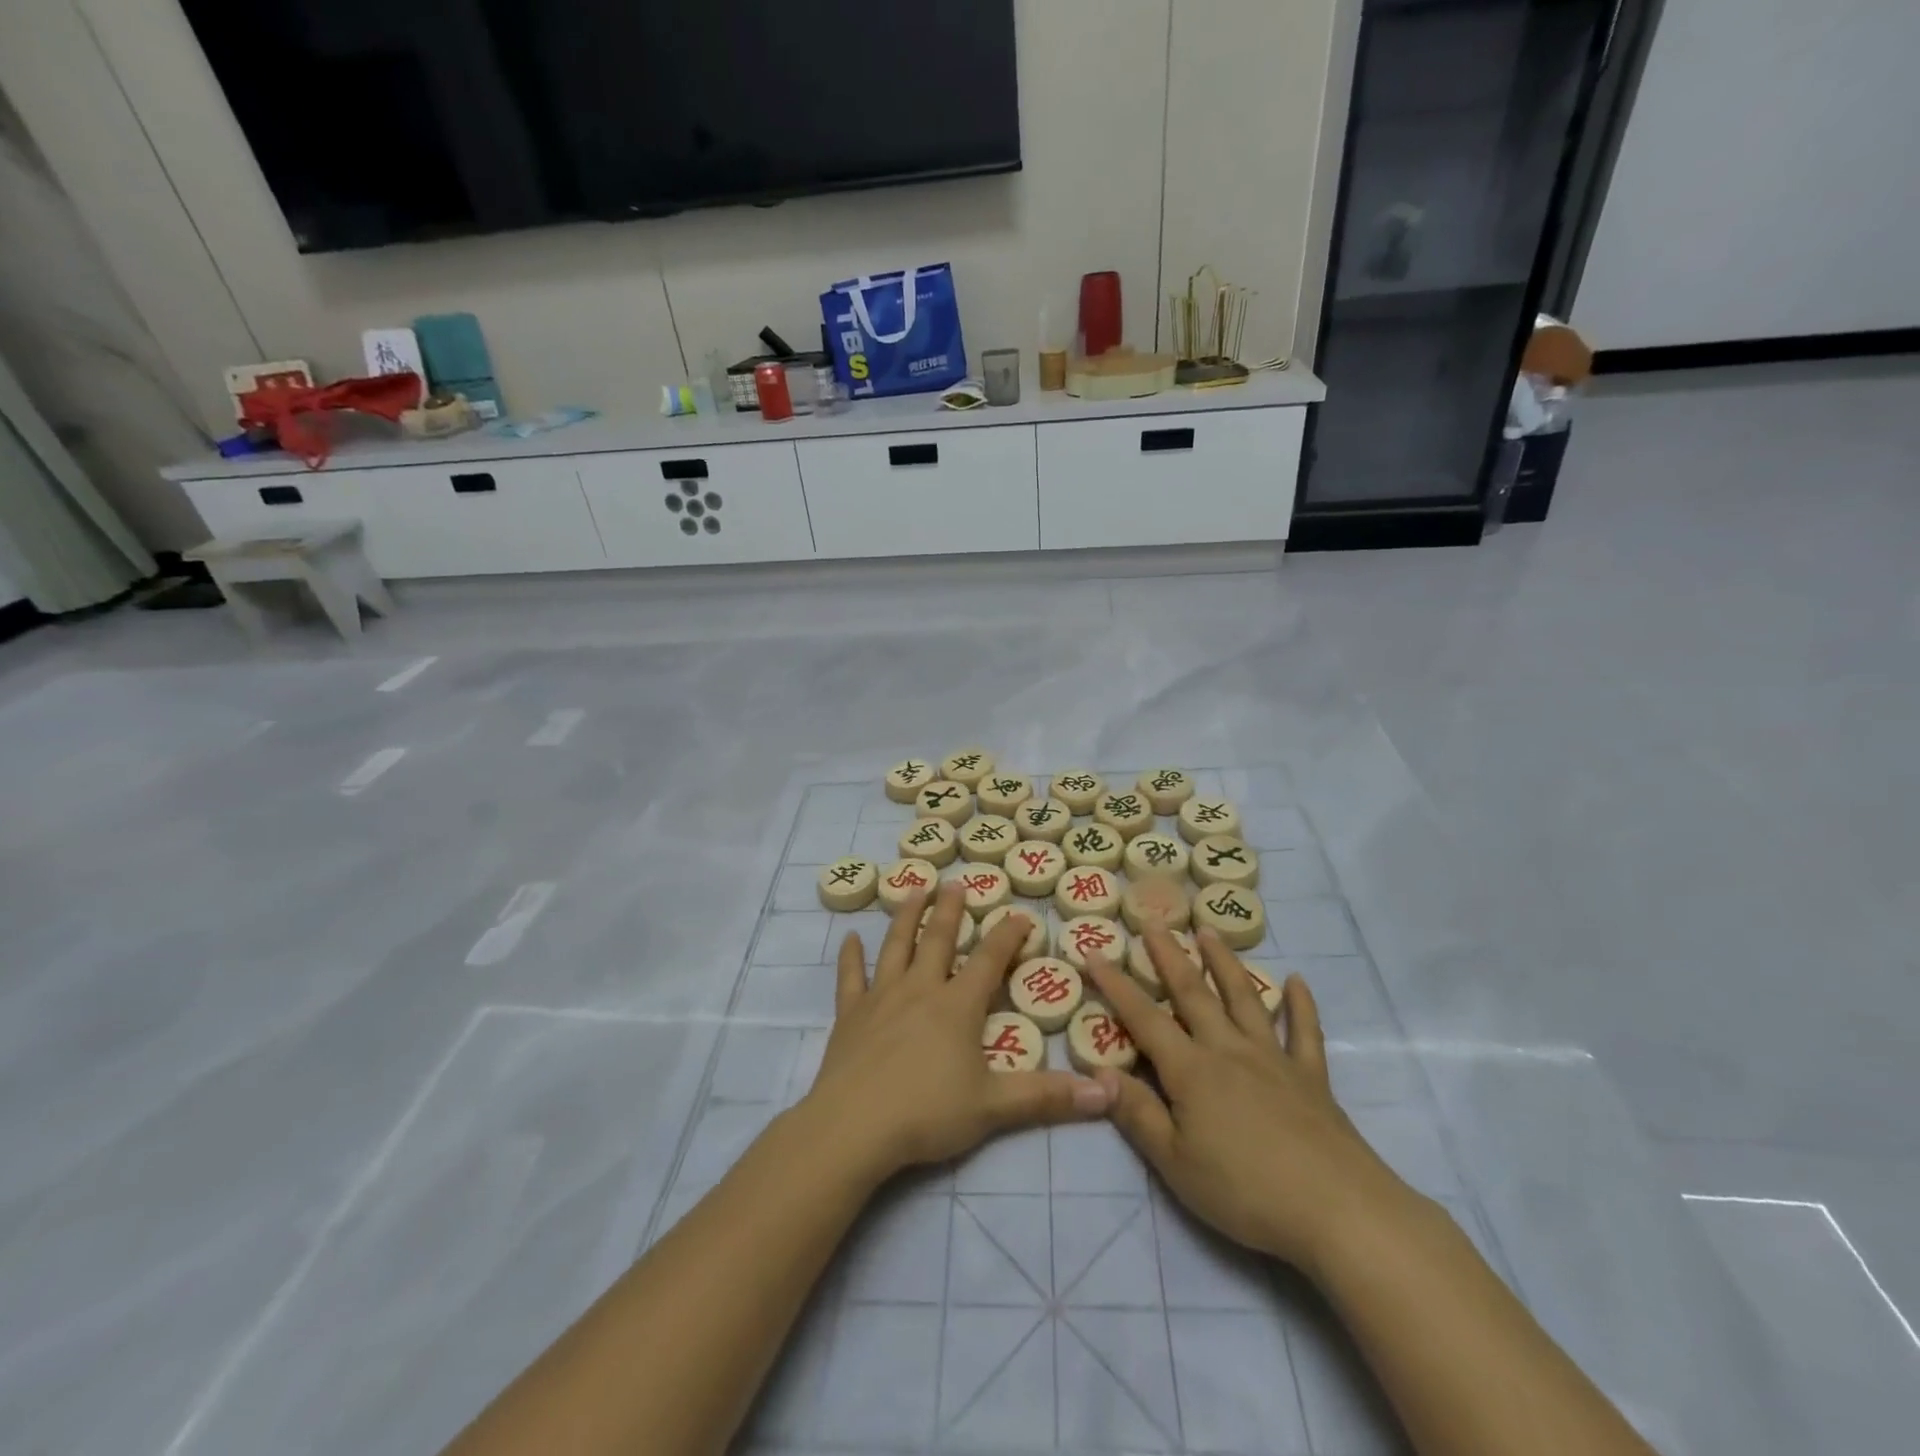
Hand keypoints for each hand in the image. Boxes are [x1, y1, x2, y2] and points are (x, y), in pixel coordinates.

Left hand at [805, 883, 1111, 1180]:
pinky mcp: (850, 1015)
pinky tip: (849, 938)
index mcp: (957, 1006)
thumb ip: (1048, 1097)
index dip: (1007, 935)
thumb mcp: (994, 1107)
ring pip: (895, 946)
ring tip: (914, 889)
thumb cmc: (927, 1113)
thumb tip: (1106, 1091)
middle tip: (956, 883)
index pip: (988, 960)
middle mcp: (920, 989)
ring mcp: (881, 998)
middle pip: (937, 940)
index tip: (1020, 914)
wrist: (854, 1127)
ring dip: (906, 916)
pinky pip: (850, 978)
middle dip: (950, 910)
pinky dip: (850, 957)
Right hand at [1082, 926, 1412, 1273]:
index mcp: (1191, 1070)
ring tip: (1210, 931)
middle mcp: (1228, 1050)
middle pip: (1193, 993)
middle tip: (1155, 921)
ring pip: (1244, 998)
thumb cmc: (1246, 1191)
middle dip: (1169, 955)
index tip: (1094, 952)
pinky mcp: (1311, 1077)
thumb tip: (1098, 1071)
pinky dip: (1300, 1004)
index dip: (1116, 985)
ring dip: (1225, 962)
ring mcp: (1273, 1058)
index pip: (1143, 1018)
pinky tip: (1296, 981)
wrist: (1337, 1211)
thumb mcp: (1175, 1163)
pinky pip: (1304, 1031)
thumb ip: (1137, 1113)